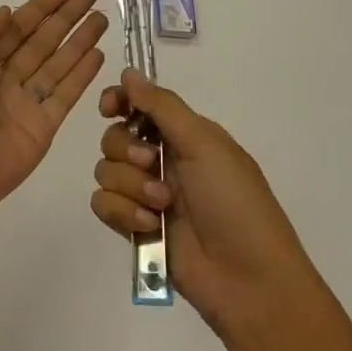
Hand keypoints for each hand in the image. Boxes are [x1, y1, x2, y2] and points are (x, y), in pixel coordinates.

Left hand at [0, 0, 108, 225]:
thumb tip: (7, 12)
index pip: (18, 24)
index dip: (43, 4)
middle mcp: (4, 77)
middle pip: (42, 39)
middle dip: (67, 15)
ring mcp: (25, 102)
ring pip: (58, 63)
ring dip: (80, 39)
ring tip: (102, 18)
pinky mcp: (43, 126)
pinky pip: (66, 94)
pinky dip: (82, 74)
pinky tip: (98, 52)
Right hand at [92, 70, 322, 344]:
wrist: (248, 278)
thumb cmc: (235, 202)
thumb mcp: (205, 144)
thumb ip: (162, 107)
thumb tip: (128, 72)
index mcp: (185, 135)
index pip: (139, 106)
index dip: (119, 102)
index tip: (109, 109)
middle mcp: (163, 161)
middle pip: (114, 138)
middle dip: (127, 150)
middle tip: (151, 164)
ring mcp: (147, 195)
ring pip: (105, 172)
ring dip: (130, 187)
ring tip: (161, 206)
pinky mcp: (135, 228)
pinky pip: (103, 205)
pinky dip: (122, 213)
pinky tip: (148, 226)